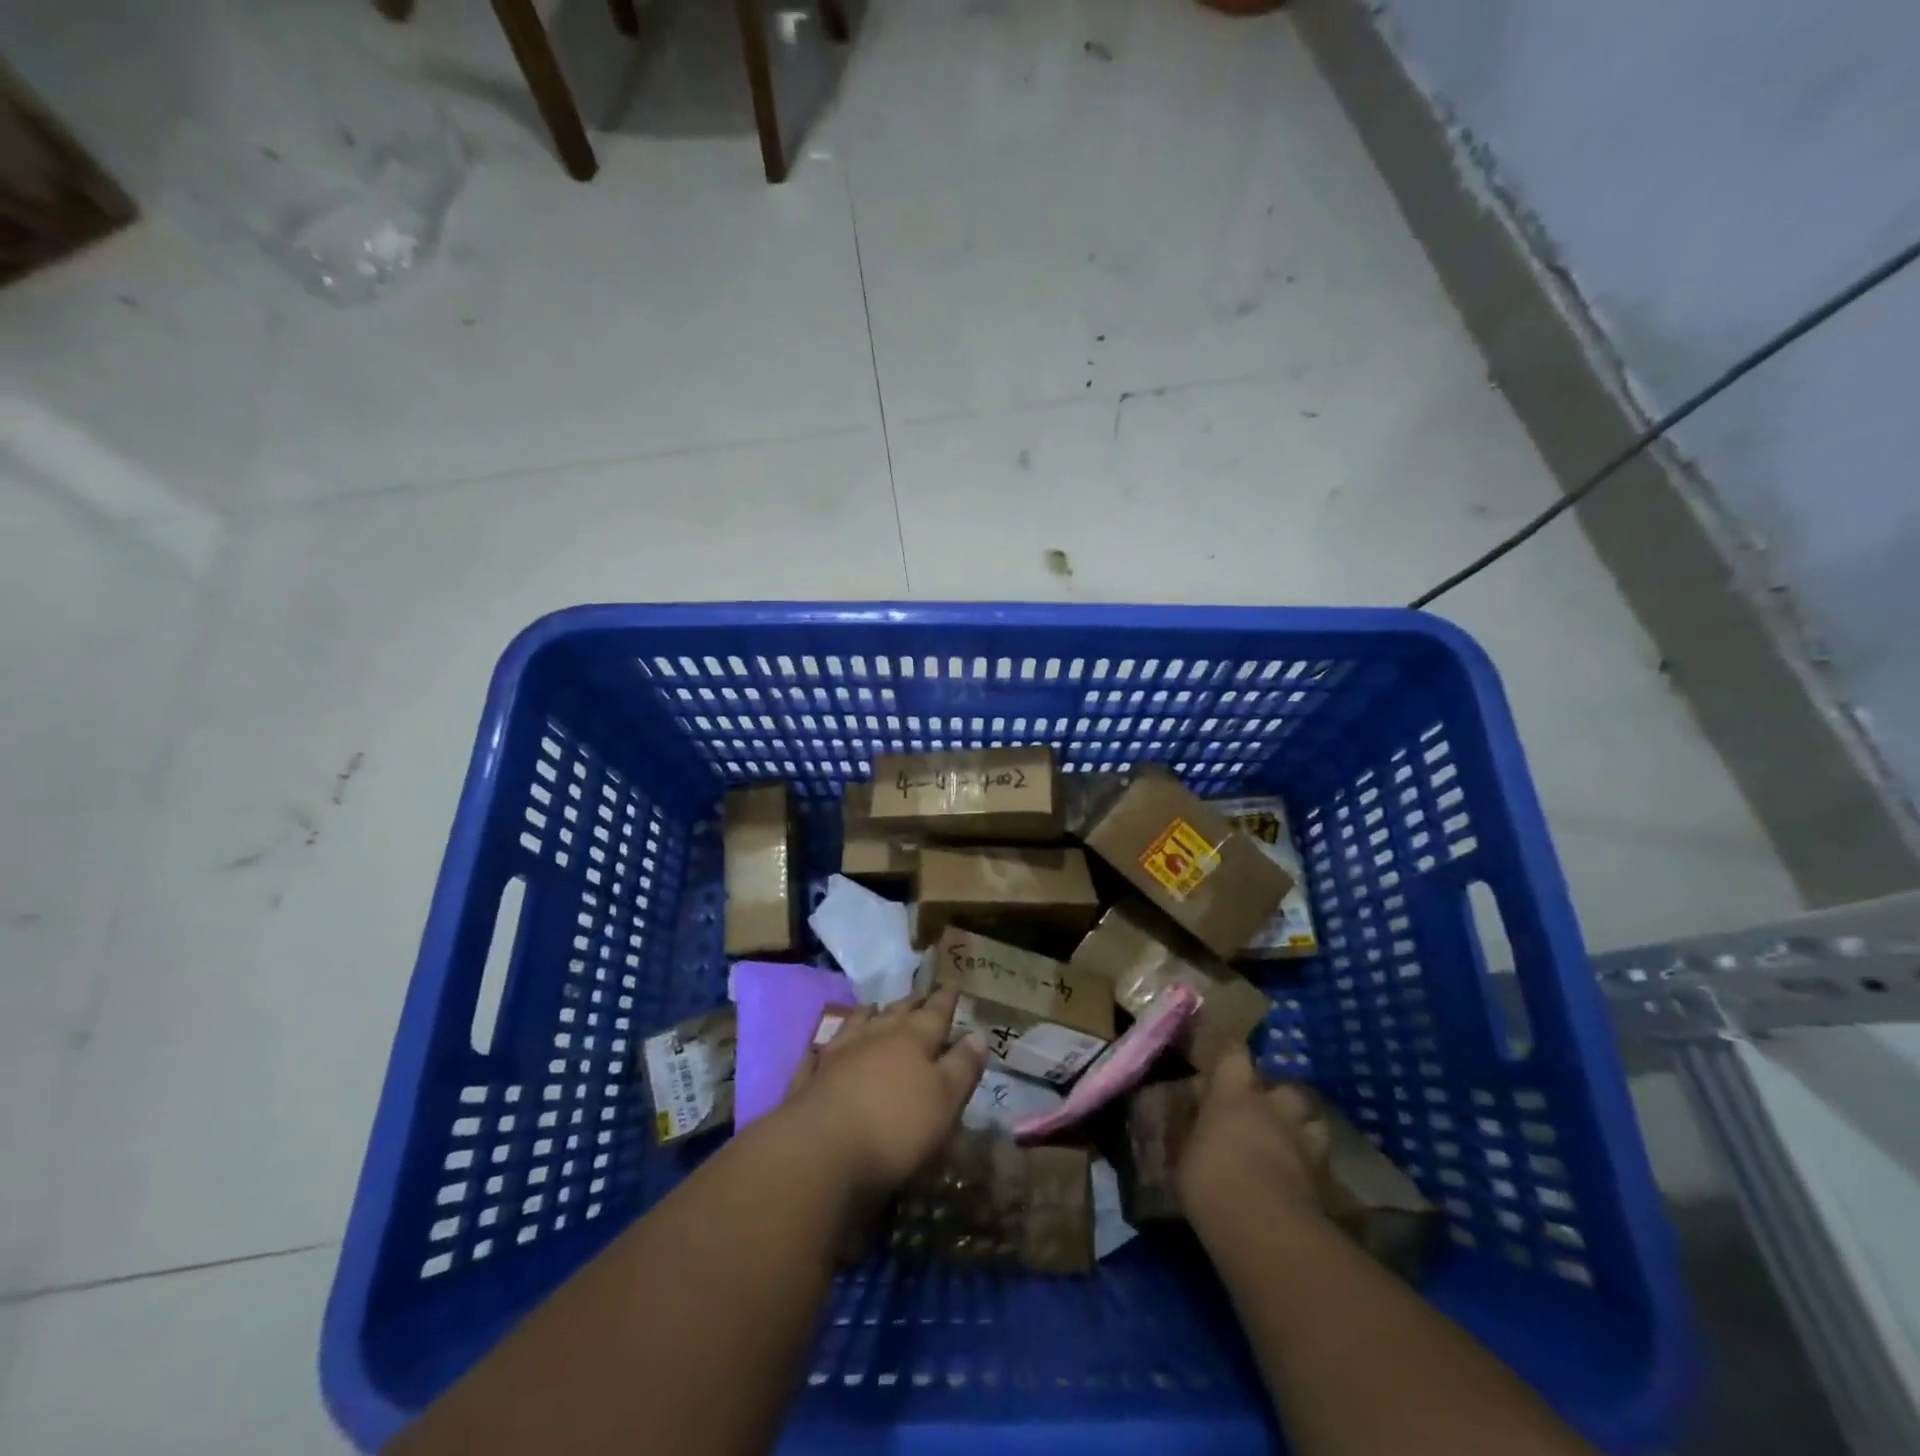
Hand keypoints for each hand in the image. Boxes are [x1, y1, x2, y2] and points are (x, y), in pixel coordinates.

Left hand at [781, 988, 986, 1198]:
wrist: (820, 1151)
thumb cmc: (895, 1127)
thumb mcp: (945, 1102)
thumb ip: (962, 1067)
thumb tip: (977, 1035)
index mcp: (913, 1039)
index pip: (935, 1013)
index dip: (945, 1001)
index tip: (952, 986)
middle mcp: (875, 1036)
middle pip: (896, 1013)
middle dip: (911, 1003)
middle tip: (919, 994)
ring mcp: (838, 1054)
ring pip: (857, 1024)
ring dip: (868, 1015)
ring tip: (874, 1007)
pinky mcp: (810, 1079)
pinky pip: (819, 1054)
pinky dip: (826, 1046)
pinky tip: (824, 1047)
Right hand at [1177, 1046, 1328, 1224]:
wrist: (1262, 1227)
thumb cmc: (1210, 1180)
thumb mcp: (1185, 1155)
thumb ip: (1194, 1134)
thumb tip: (1191, 1123)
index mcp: (1233, 1096)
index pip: (1236, 1056)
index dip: (1233, 1059)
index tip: (1226, 1066)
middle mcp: (1272, 1110)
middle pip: (1288, 1088)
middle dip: (1280, 1096)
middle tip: (1266, 1111)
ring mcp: (1303, 1143)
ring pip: (1315, 1122)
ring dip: (1304, 1128)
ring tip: (1292, 1142)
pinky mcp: (1323, 1180)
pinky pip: (1320, 1163)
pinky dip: (1312, 1167)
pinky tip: (1300, 1179)